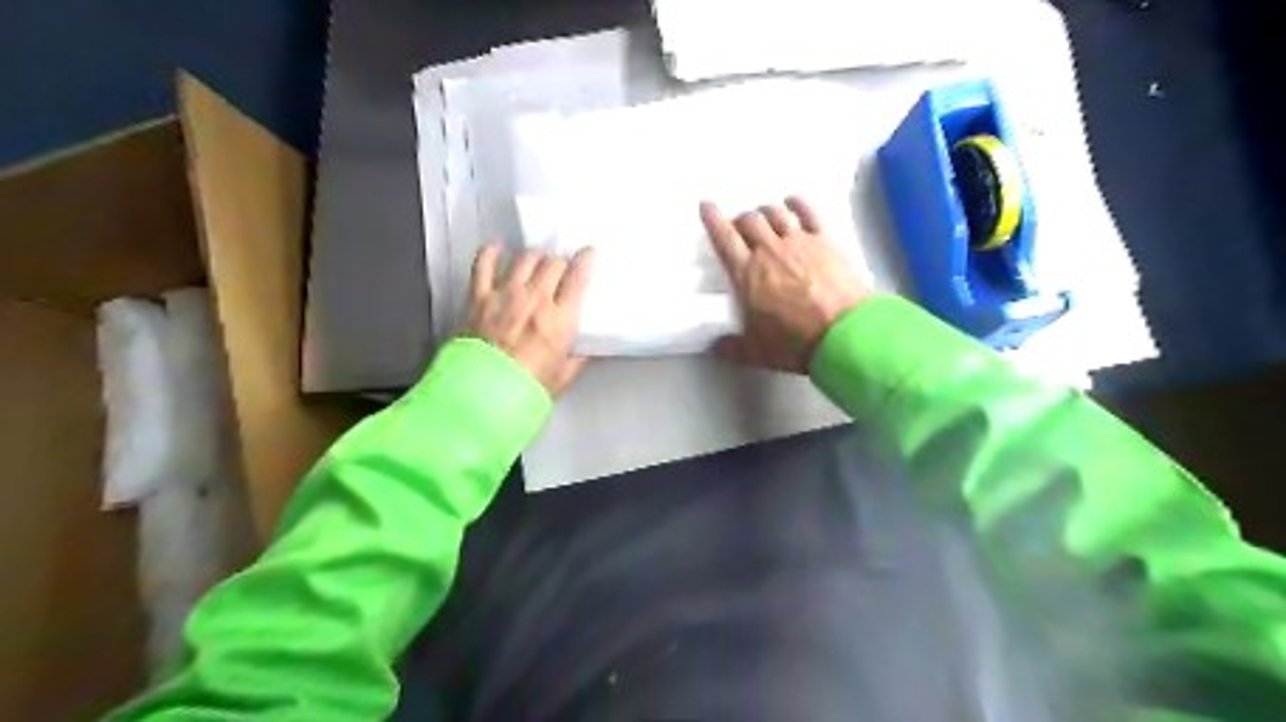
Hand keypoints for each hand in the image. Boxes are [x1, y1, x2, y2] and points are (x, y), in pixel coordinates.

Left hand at [459, 247, 595, 396]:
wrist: (482, 395)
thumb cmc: (528, 389)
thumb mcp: (563, 377)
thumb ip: (580, 359)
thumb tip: (596, 350)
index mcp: (560, 319)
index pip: (578, 277)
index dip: (586, 260)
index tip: (588, 253)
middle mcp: (535, 299)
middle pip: (552, 262)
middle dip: (560, 261)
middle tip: (560, 268)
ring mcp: (505, 294)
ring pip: (525, 258)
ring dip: (534, 257)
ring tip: (536, 262)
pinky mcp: (479, 296)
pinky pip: (483, 264)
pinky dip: (491, 253)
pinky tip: (497, 249)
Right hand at [702, 196, 873, 376]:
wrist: (842, 333)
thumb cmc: (794, 342)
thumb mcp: (756, 352)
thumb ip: (732, 348)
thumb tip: (716, 348)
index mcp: (746, 274)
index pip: (724, 239)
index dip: (713, 220)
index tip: (707, 206)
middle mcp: (769, 250)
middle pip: (749, 221)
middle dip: (740, 220)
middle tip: (739, 227)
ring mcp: (798, 242)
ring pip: (775, 213)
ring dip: (765, 211)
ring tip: (763, 216)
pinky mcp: (825, 240)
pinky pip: (807, 212)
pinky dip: (796, 204)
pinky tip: (792, 202)